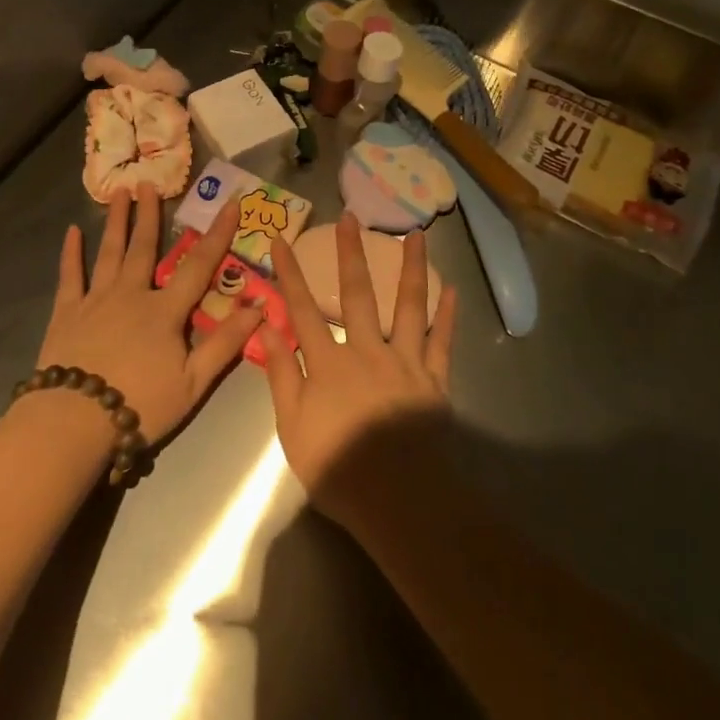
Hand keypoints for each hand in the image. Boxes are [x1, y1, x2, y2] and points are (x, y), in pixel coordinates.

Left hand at [37, 184, 260, 443]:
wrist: (76, 421)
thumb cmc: (140, 405)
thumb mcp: (193, 383)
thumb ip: (225, 344)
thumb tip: (260, 307)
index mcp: (165, 311)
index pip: (199, 265)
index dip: (218, 234)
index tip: (231, 203)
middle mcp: (132, 294)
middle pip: (144, 247)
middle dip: (150, 214)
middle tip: (149, 183)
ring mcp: (96, 300)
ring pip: (109, 252)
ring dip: (116, 221)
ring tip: (119, 192)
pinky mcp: (67, 313)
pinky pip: (70, 276)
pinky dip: (71, 253)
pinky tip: (72, 232)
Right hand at [264, 213, 457, 529]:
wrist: (400, 501)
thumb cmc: (338, 468)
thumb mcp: (292, 427)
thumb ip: (280, 374)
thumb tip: (267, 327)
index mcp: (327, 362)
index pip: (301, 308)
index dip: (288, 273)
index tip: (279, 238)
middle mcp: (366, 350)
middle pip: (357, 293)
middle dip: (352, 253)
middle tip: (353, 217)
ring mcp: (405, 362)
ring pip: (409, 305)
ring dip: (411, 267)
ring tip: (416, 234)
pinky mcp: (435, 380)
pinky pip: (442, 341)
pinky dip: (447, 315)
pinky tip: (453, 290)